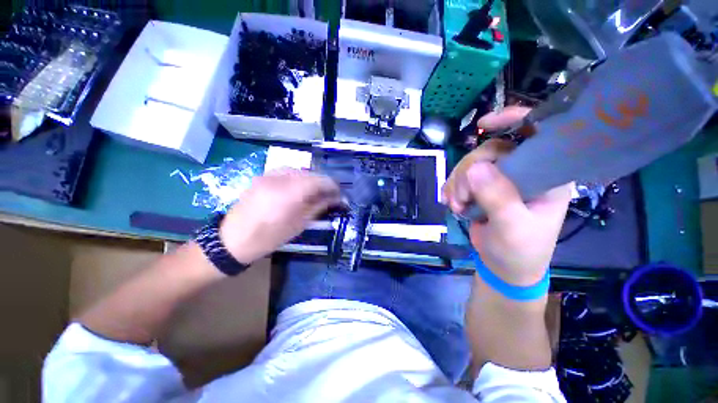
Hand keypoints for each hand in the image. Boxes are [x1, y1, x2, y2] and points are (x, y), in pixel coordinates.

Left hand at [219, 168, 340, 263]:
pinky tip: (298, 188)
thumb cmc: (269, 237)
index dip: (333, 185)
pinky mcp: (262, 176)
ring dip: (311, 179)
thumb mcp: (299, 224)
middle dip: (323, 182)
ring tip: (315, 192)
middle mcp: (280, 178)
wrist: (232, 239)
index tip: (339, 194)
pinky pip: (286, 171)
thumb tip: (336, 198)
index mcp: (290, 193)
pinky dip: (297, 177)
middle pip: (310, 173)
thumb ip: (319, 207)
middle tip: (329, 194)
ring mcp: (269, 175)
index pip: (320, 180)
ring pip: (299, 170)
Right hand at [442, 106, 571, 284]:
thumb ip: (498, 198)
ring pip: (471, 164)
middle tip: (461, 198)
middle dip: (469, 172)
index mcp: (547, 174)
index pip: (536, 134)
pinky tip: (452, 203)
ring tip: (456, 205)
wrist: (504, 267)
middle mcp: (523, 171)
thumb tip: (475, 168)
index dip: (513, 120)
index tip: (484, 123)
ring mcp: (499, 179)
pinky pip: (460, 177)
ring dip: (457, 183)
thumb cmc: (521, 250)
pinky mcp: (481, 188)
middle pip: (490, 150)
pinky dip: (451, 189)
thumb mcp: (514, 228)